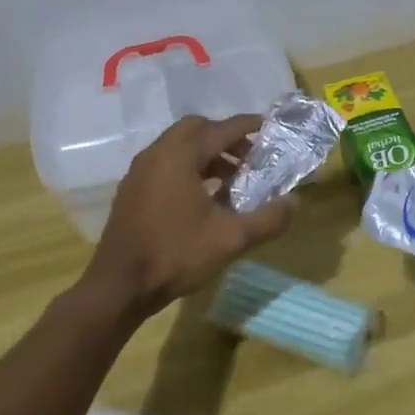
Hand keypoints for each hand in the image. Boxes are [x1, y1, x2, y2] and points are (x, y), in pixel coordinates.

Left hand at [86, 114, 295, 319]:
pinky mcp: (132, 190)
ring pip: (179, 146)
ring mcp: (140, 171)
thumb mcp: (230, 239)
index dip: (248, 126)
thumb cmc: (175, 255)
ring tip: (231, 180)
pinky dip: (188, 167)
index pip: (221, 129)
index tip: (269, 127)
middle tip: (249, 157)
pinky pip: (165, 163)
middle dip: (225, 137)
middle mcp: (157, 154)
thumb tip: (295, 202)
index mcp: (179, 156)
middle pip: (196, 129)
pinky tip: (203, 197)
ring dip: (207, 154)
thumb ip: (267, 219)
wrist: (118, 288)